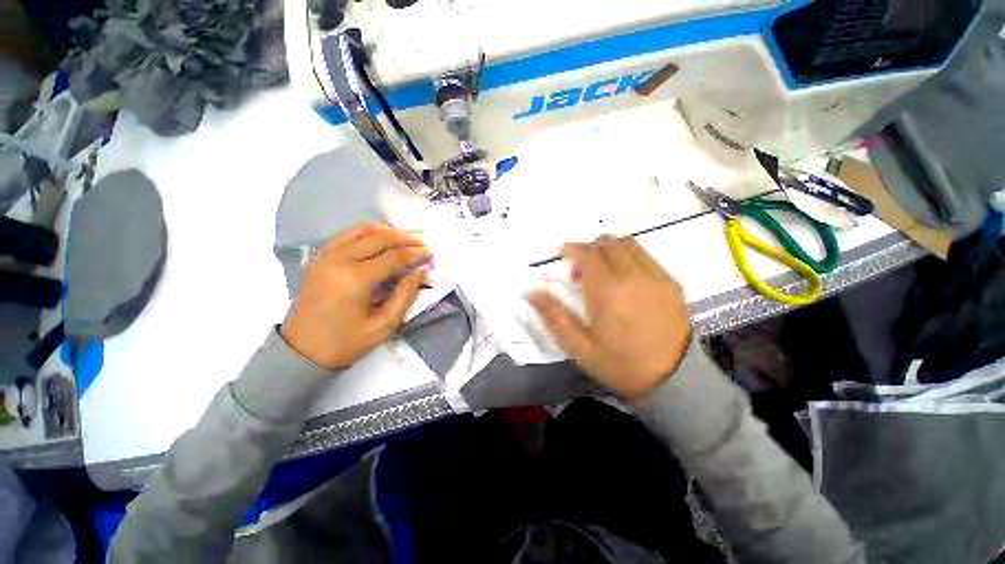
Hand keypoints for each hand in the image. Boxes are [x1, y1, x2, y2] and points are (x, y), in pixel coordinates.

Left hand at [281, 224, 429, 369]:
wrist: (300, 352)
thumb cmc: (345, 343)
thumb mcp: (383, 326)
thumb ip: (405, 296)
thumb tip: (420, 272)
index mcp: (354, 280)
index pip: (392, 257)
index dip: (415, 253)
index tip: (430, 253)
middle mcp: (338, 261)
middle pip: (378, 237)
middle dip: (404, 237)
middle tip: (422, 241)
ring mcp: (325, 257)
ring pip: (361, 231)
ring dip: (386, 231)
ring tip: (404, 237)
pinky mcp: (319, 259)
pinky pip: (346, 236)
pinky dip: (366, 233)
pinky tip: (379, 238)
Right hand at [530, 236, 691, 397]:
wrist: (674, 379)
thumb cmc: (620, 364)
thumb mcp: (579, 347)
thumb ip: (554, 316)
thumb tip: (533, 291)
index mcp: (607, 293)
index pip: (588, 254)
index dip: (572, 249)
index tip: (562, 254)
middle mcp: (633, 277)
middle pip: (607, 244)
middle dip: (588, 248)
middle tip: (579, 266)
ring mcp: (656, 277)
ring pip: (627, 244)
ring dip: (608, 248)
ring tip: (600, 267)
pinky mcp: (671, 282)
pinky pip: (645, 255)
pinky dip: (627, 255)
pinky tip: (623, 275)